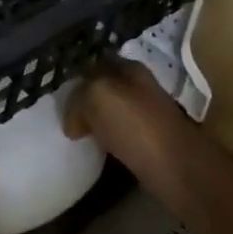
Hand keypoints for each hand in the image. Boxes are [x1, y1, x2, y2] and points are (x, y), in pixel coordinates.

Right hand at [63, 57, 187, 183]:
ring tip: (75, 135)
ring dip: (94, 122)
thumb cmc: (136, 127)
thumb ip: (78, 98)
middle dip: (83, 101)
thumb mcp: (97, 97)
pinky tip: (96, 151)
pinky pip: (119, 136)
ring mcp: (148, 116)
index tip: (56, 95)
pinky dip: (106, 142)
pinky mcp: (151, 143)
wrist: (176, 169)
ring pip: (111, 113)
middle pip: (103, 89)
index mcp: (130, 69)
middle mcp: (141, 88)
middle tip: (62, 117)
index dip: (75, 78)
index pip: (95, 64)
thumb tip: (74, 123)